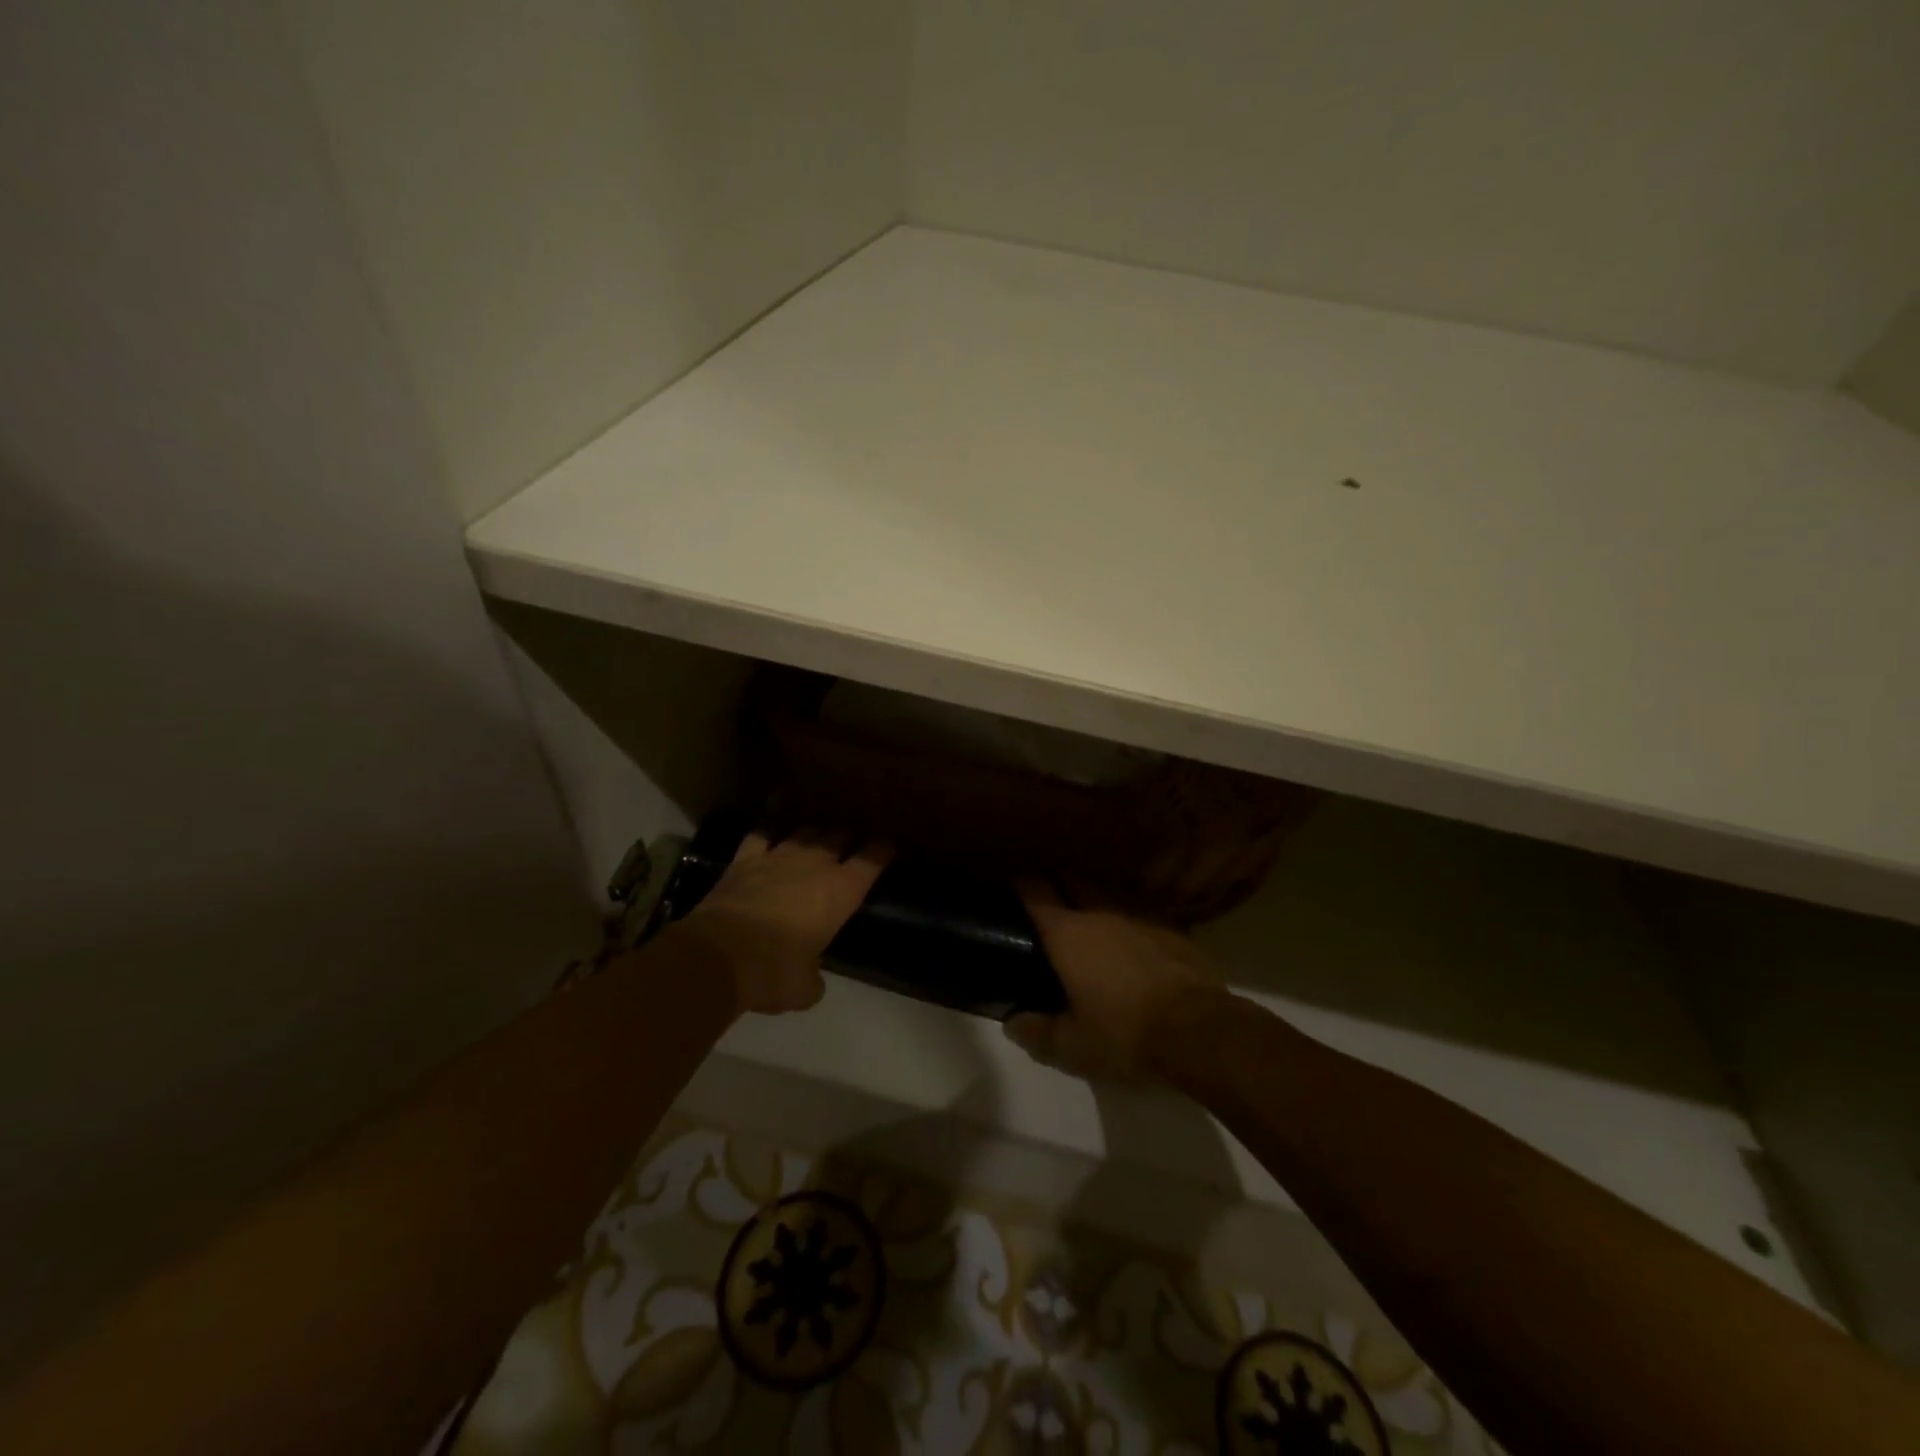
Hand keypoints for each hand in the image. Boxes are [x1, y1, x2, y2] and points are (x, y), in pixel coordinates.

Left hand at [671, 829, 891, 1015]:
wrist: (716, 957)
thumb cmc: (773, 972)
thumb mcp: (804, 989)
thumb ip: (813, 979)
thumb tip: (810, 980)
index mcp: (840, 892)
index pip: (871, 862)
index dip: (882, 852)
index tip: (889, 846)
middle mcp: (814, 865)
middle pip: (838, 838)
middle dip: (847, 839)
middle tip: (850, 844)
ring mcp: (777, 857)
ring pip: (804, 832)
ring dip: (813, 835)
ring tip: (816, 838)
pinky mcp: (743, 860)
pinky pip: (760, 834)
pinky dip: (768, 829)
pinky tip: (770, 827)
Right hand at [1005, 882, 1224, 1081]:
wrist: (1200, 1030)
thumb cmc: (1125, 1034)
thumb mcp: (1073, 1048)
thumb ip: (1037, 1033)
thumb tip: (1012, 1022)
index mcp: (1068, 934)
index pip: (1035, 892)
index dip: (1019, 885)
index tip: (1010, 886)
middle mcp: (1100, 913)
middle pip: (1071, 879)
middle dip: (1055, 882)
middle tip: (1046, 902)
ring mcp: (1139, 916)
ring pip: (1106, 893)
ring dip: (1091, 899)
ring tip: (1086, 920)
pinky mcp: (1171, 928)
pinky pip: (1138, 913)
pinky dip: (1125, 920)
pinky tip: (1129, 941)